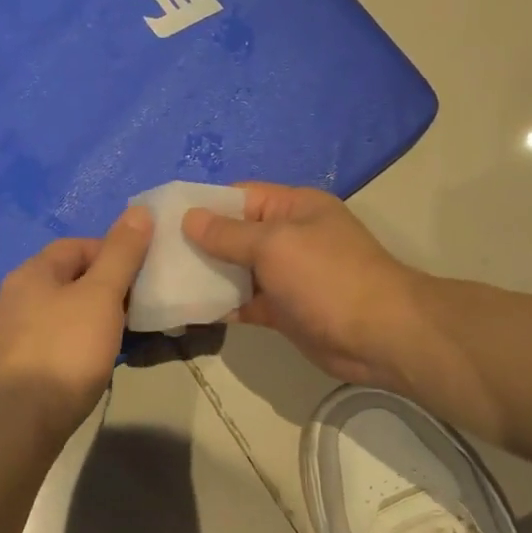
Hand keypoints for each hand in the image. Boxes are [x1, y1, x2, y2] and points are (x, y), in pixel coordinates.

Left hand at [0, 207, 153, 437]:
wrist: (18, 423)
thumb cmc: (64, 349)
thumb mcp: (101, 295)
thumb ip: (122, 253)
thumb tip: (140, 210)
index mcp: (33, 272)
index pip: (79, 245)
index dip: (115, 253)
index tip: (143, 275)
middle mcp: (19, 296)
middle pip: (74, 278)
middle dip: (110, 288)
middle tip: (139, 307)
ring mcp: (17, 333)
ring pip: (69, 312)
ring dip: (99, 318)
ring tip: (126, 335)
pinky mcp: (22, 366)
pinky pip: (61, 340)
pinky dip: (84, 343)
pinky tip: (99, 360)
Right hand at [183, 184, 423, 388]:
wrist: (379, 336)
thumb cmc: (327, 277)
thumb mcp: (274, 245)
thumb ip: (229, 234)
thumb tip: (190, 217)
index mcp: (293, 207)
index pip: (239, 196)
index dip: (203, 205)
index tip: (162, 218)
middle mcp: (289, 236)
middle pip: (235, 233)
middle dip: (198, 243)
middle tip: (153, 254)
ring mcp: (287, 275)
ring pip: (237, 270)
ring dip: (206, 275)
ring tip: (160, 281)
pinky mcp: (284, 309)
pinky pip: (245, 301)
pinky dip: (221, 305)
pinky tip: (187, 310)